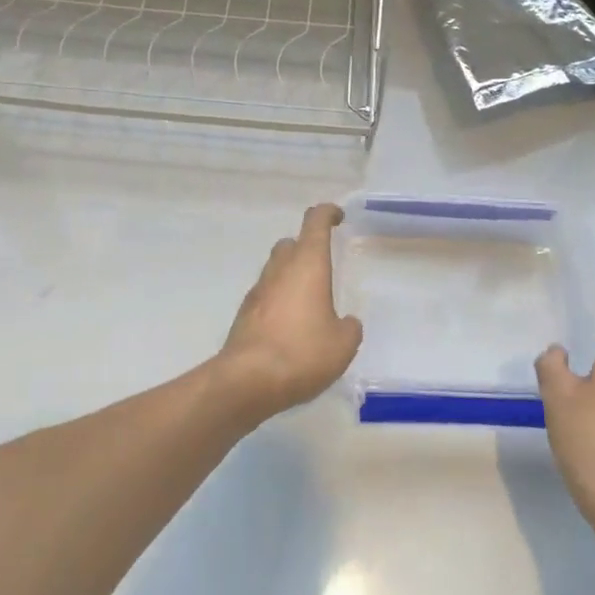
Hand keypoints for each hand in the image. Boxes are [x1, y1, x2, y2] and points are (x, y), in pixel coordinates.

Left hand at [218, 203, 362, 421]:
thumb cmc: (301, 352)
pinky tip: (288, 326)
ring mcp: (258, 289)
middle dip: (306, 248)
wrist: (247, 380)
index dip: (327, 213)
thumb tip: (346, 323)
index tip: (338, 217)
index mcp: (308, 263)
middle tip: (322, 267)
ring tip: (308, 302)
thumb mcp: (342, 345)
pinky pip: (266, 295)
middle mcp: (281, 268)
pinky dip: (278, 300)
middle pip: (292, 243)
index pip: (315, 221)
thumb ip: (349, 328)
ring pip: (276, 268)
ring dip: (291, 275)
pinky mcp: (245, 313)